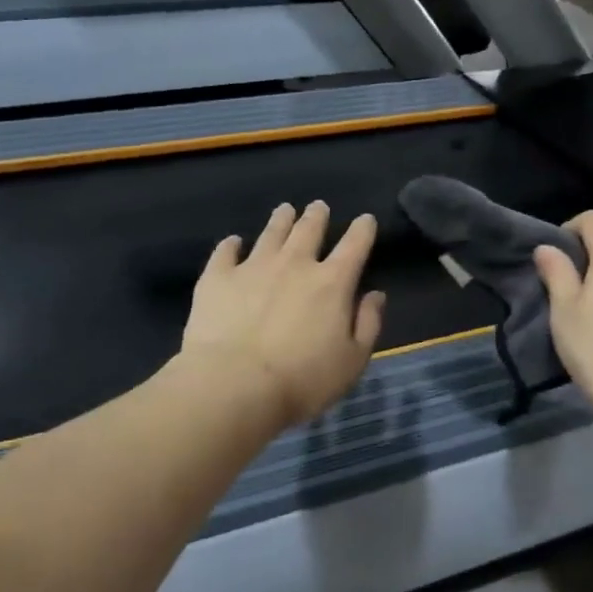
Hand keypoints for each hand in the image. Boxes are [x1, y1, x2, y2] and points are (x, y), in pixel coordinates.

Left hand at [180, 201, 386, 431]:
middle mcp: (294, 264)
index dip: (362, 230)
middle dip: (317, 216)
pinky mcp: (218, 278)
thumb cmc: (302, 380)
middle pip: (309, 230)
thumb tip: (375, 295)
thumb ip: (367, 324)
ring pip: (270, 233)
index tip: (365, 219)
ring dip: (281, 220)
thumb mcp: (352, 361)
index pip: (354, 246)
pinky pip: (225, 252)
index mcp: (332, 283)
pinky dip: (231, 245)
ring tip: (285, 210)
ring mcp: (253, 267)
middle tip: (318, 207)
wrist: (234, 385)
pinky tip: (233, 242)